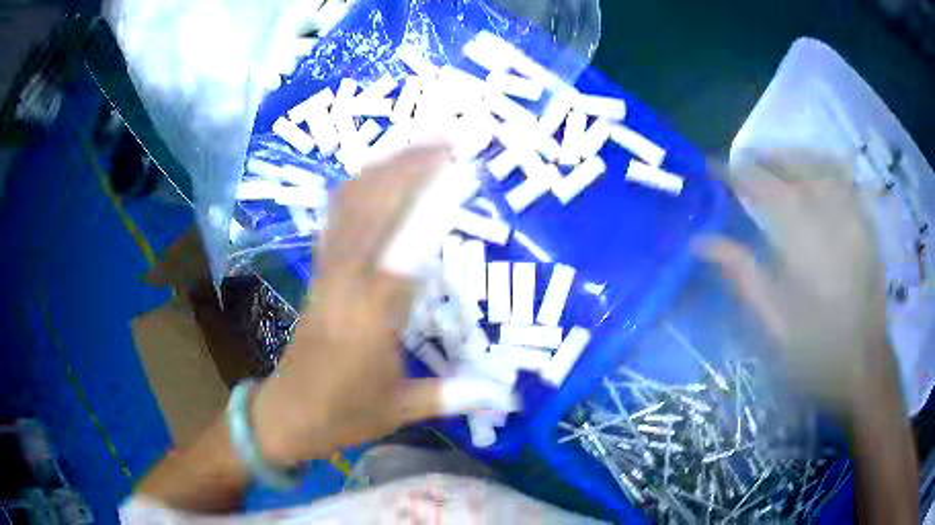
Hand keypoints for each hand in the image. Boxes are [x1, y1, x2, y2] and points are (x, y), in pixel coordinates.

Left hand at [252, 144, 456, 465]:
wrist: (286, 413)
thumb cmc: (343, 414)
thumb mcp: (401, 410)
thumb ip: (454, 394)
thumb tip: (508, 394)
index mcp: (372, 317)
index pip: (408, 246)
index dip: (435, 202)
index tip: (463, 169)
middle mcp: (347, 282)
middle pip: (375, 207)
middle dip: (411, 166)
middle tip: (449, 139)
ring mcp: (328, 271)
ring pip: (351, 203)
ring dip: (384, 166)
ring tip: (419, 143)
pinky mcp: (318, 271)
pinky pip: (335, 217)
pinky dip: (357, 186)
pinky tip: (377, 171)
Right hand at [698, 150, 889, 414]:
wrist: (865, 369)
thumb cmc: (816, 355)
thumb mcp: (773, 326)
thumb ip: (743, 277)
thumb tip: (700, 242)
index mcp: (803, 242)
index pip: (762, 187)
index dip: (734, 173)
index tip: (710, 167)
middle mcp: (830, 217)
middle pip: (793, 166)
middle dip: (763, 158)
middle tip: (740, 164)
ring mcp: (853, 218)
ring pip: (820, 165)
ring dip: (792, 157)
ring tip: (774, 163)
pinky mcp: (866, 226)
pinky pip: (845, 180)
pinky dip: (824, 167)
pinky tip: (815, 174)